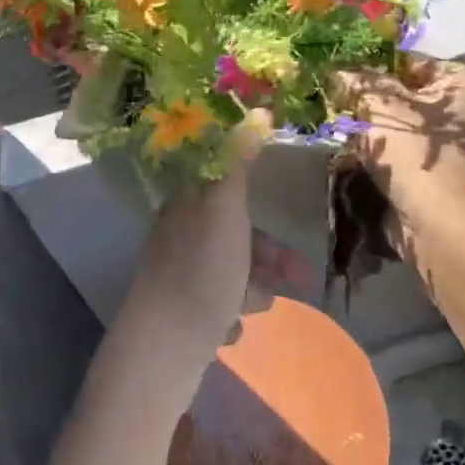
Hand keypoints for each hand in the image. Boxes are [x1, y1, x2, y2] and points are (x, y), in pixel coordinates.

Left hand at [119, 117, 316, 385]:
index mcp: (185, 209)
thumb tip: (253, 114)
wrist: (163, 349)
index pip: (227, 194)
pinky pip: (216, 305)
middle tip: (301, 280)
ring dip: (252, 289)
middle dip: (268, 257)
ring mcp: (176, 277)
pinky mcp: (179, 313)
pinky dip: (230, 314)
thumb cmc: (201, 273)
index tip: (288, 223)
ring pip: (229, 272)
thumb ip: (238, 164)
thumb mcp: (224, 210)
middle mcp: (178, 238)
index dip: (260, 208)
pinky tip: (230, 330)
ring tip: (258, 309)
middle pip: (234, 236)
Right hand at [332, 60, 464, 255]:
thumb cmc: (419, 154)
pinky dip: (373, 161)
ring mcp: (452, 153)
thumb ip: (358, 83)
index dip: (374, 68)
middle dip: (367, 105)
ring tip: (330, 129)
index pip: (414, 64)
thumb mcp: (382, 106)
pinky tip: (343, 157)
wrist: (442, 228)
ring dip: (366, 135)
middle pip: (404, 100)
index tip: (337, 74)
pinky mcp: (433, 183)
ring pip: (396, 133)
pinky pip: (395, 162)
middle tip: (328, 102)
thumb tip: (336, 72)